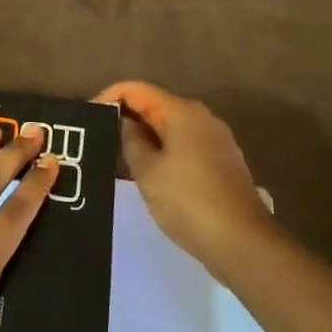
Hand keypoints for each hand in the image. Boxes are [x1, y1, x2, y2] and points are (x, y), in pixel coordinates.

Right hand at [96, 80, 276, 274]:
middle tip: (99, 139)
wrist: (242, 242)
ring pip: (170, 127)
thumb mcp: (147, 172)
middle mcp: (202, 117)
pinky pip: (184, 145)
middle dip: (126, 118)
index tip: (89, 119)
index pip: (136, 89)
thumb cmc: (188, 201)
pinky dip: (163, 151)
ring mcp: (216, 139)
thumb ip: (130, 141)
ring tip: (118, 158)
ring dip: (145, 137)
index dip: (109, 98)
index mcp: (182, 111)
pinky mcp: (222, 161)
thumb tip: (125, 123)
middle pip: (155, 105)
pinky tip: (149, 173)